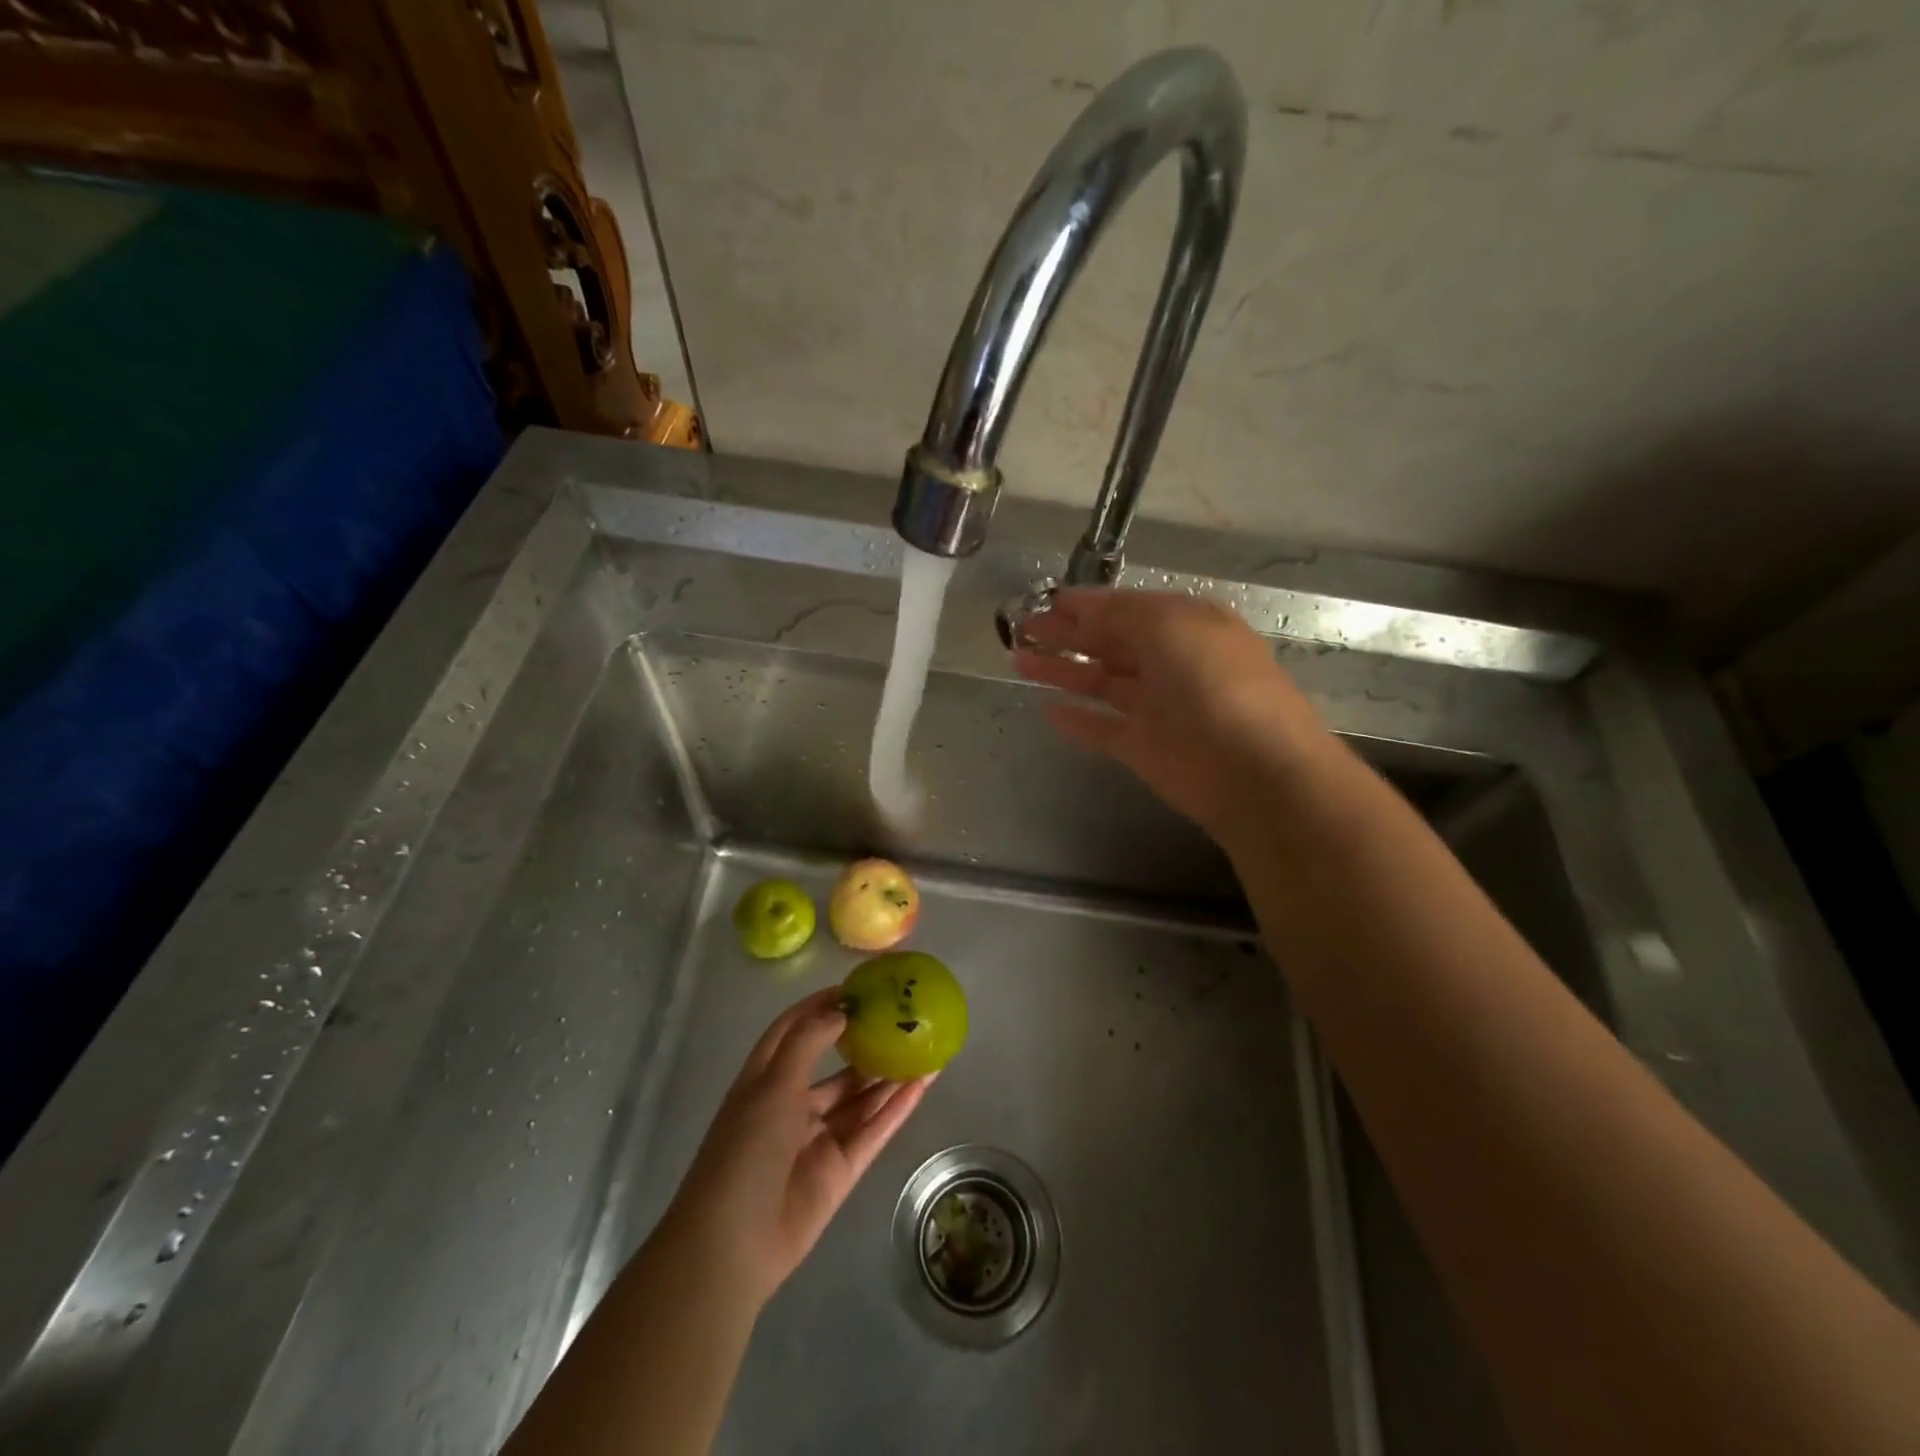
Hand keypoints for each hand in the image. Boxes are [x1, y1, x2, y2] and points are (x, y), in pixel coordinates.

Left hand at [662, 988, 931, 1308]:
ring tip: (925, 1046)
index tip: (858, 987)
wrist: (733, 1244)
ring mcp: (818, 1139)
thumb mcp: (773, 1084)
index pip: (795, 1030)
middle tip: (903, 1018)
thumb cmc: (745, 1149)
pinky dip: (896, 1109)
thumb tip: (840, 1009)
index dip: (822, 1006)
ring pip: (860, 1099)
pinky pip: (873, 1131)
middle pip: (836, 1066)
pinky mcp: (840, 1170)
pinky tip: (923, 1085)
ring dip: (889, 1075)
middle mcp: (793, 1105)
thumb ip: (809, 1042)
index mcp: (766, 1080)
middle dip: (865, 1042)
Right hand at [1013, 588, 1327, 839]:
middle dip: (1067, 634)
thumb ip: (1119, 613)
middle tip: (1022, 629)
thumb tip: (1078, 604)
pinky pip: (1102, 728)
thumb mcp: (1169, 626)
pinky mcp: (1144, 748)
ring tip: (1019, 661)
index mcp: (1185, 626)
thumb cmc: (1216, 684)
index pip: (1127, 609)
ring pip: (1101, 683)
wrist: (1254, 771)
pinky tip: (1047, 711)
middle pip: (1110, 643)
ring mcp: (1157, 707)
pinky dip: (1077, 720)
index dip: (1086, 605)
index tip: (1046, 601)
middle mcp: (1171, 662)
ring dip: (1063, 671)